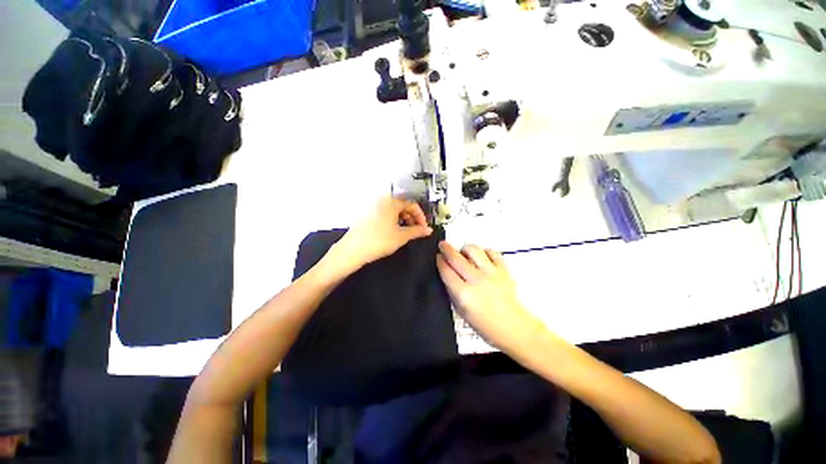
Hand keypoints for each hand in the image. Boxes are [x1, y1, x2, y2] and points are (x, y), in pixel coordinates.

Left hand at [329, 197, 432, 272]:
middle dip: (412, 218)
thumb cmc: (376, 241)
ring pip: (393, 211)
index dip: (421, 216)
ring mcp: (372, 207)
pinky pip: (385, 214)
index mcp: (391, 202)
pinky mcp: (367, 215)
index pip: (412, 204)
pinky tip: (393, 232)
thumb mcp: (402, 236)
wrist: (353, 250)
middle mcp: (381, 201)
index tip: (424, 226)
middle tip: (416, 230)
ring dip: (403, 220)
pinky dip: (393, 221)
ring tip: (405, 232)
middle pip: (402, 206)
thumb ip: (417, 231)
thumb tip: (427, 230)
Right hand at [436, 242, 543, 352]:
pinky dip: (485, 251)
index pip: (446, 271)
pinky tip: (482, 256)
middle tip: (443, 245)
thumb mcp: (462, 312)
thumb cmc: (485, 325)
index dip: (440, 261)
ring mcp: (491, 273)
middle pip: (456, 258)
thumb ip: (452, 292)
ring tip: (463, 252)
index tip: (437, 256)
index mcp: (464, 294)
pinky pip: (492, 252)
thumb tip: (447, 274)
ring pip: (474, 250)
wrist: (514, 328)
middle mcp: (476, 280)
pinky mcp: (504, 270)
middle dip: (446, 249)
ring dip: (465, 248)